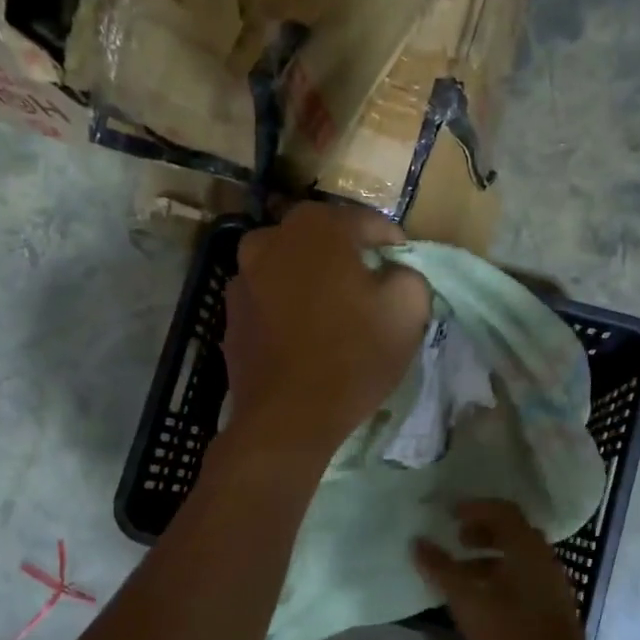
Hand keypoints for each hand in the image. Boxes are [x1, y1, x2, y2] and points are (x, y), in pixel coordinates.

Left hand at [223, 204, 430, 457]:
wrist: (286, 418)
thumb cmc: (352, 356)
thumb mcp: (408, 310)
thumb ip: (409, 274)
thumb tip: (394, 272)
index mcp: (317, 226)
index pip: (368, 222)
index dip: (392, 246)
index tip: (403, 272)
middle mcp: (271, 238)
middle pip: (324, 239)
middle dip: (348, 258)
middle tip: (370, 291)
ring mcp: (243, 275)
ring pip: (291, 266)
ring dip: (313, 280)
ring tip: (333, 313)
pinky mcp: (231, 312)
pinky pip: (270, 297)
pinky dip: (288, 306)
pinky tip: (304, 336)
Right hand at [413, 501, 602, 639]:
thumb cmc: (511, 637)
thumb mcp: (468, 602)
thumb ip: (442, 569)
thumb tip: (417, 542)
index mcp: (527, 548)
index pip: (502, 511)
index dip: (474, 508)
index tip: (449, 514)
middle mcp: (544, 559)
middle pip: (511, 532)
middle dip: (481, 532)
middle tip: (455, 539)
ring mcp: (551, 583)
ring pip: (517, 557)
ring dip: (488, 557)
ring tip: (460, 573)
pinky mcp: (552, 607)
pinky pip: (523, 577)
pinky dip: (499, 576)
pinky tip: (480, 600)